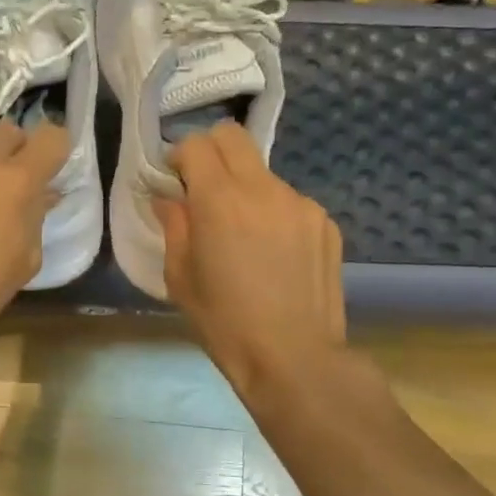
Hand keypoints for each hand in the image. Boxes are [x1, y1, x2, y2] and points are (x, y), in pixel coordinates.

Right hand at [155, 123, 345, 394]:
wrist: (295, 359)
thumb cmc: (225, 323)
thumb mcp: (181, 277)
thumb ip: (174, 226)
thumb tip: (170, 199)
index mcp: (220, 200)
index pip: (196, 144)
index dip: (179, 156)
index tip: (175, 181)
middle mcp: (263, 189)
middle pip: (233, 136)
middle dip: (211, 152)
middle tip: (203, 188)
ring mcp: (300, 203)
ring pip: (263, 172)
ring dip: (245, 187)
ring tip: (244, 234)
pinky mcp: (325, 222)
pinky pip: (289, 201)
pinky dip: (273, 213)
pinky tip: (274, 254)